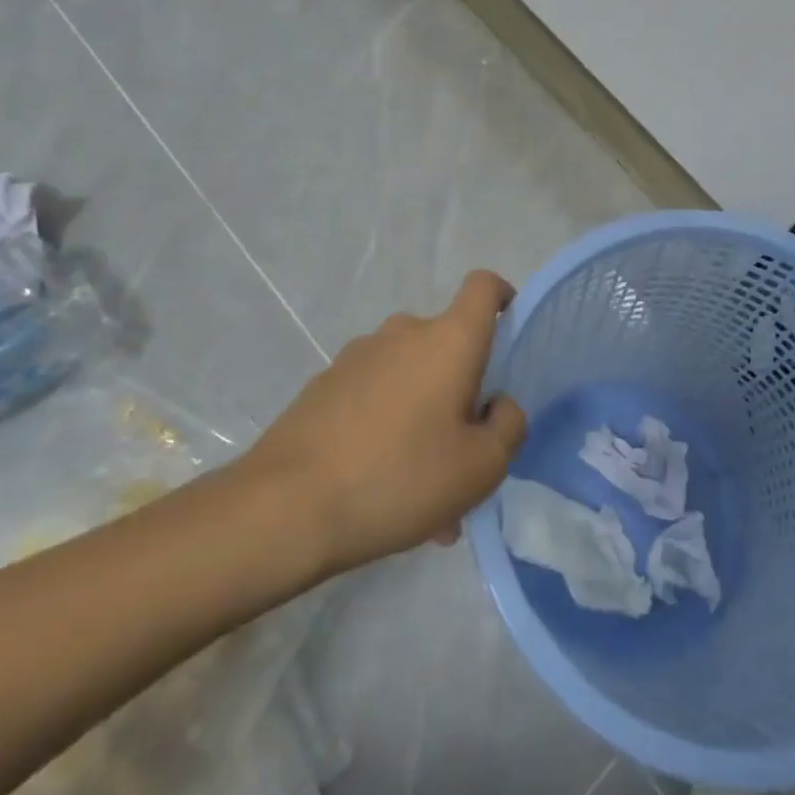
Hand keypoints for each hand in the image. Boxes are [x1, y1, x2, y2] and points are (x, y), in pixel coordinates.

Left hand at [240, 271, 527, 575]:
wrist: (286, 507)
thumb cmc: (400, 476)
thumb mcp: (482, 468)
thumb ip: (509, 426)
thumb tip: (498, 404)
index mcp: (448, 340)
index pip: (483, 287)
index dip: (502, 298)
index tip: (507, 336)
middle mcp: (403, 333)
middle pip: (447, 346)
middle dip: (463, 390)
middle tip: (463, 455)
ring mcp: (358, 357)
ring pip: (411, 379)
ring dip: (425, 417)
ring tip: (420, 489)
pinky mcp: (324, 385)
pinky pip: (375, 398)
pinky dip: (388, 428)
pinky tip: (380, 487)